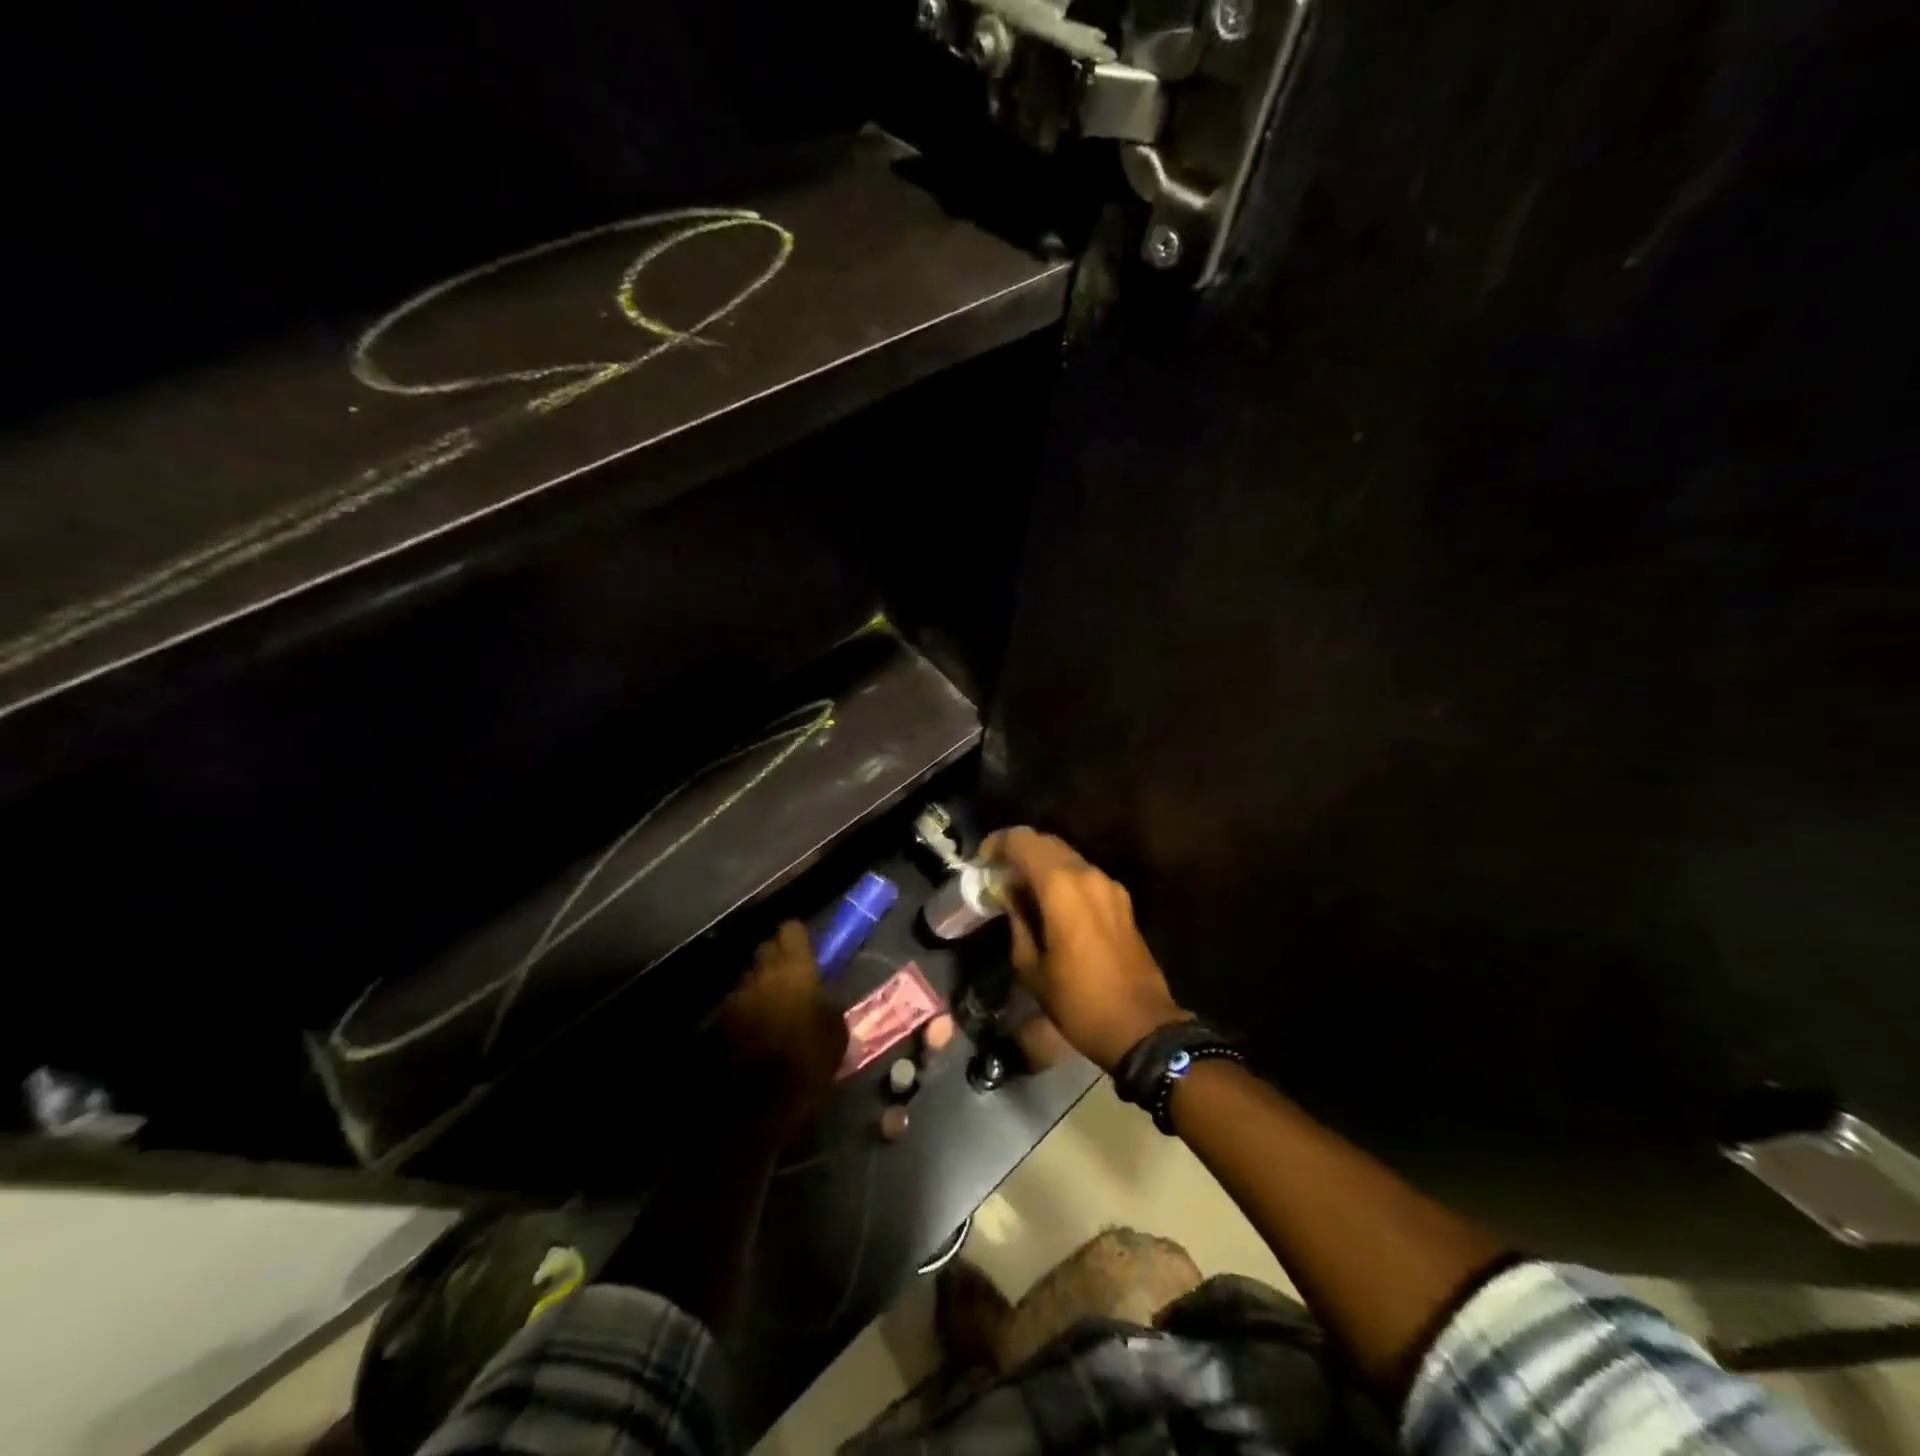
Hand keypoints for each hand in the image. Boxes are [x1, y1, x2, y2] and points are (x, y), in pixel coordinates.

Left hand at [716, 921, 847, 1142]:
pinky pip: (735, 1007)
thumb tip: (821, 998)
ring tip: (773, 1010)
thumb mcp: (836, 1036)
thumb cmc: (804, 1069)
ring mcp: (732, 1000)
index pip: (790, 931)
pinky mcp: (714, 1026)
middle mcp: (758, 976)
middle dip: (777, 958)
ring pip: (748, 980)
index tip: (807, 948)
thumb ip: (828, 1006)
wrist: (750, 1115)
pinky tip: (754, 1034)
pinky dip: (745, 1013)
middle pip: (765, 950)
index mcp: (792, 971)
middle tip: (793, 978)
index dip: (798, 937)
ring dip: (760, 988)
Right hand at [981, 828, 1186, 1072]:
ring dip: (1040, 863)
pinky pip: (1083, 875)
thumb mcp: (1031, 966)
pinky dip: (1061, 877)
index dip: (997, 844)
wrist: (1140, 1026)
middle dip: (1017, 851)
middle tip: (996, 873)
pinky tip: (1048, 903)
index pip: (1022, 841)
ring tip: (1019, 889)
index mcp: (1062, 886)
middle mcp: (1088, 874)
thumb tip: (1008, 895)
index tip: (980, 862)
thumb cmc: (1078, 1000)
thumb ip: (1016, 920)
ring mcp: (1109, 885)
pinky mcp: (1121, 900)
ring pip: (1066, 856)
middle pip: (1045, 842)